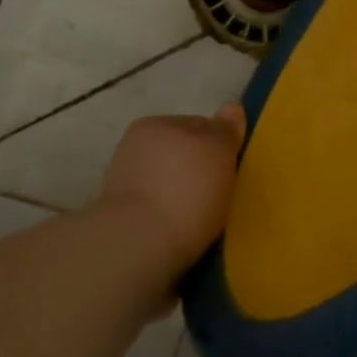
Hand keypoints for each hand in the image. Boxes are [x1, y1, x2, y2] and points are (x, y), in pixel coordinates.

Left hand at [90, 105, 247, 276]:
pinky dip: (172, 225)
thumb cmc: (184, 190)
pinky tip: (188, 239)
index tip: (234, 168)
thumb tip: (231, 107)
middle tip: (224, 196)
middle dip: (200, 174)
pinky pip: (159, 218)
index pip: (198, 125)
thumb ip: (225, 129)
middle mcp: (133, 151)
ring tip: (208, 223)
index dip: (220, 145)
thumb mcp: (218, 150)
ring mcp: (123, 189)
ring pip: (169, 188)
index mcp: (153, 126)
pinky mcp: (122, 226)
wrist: (138, 249)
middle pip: (181, 157)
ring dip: (185, 200)